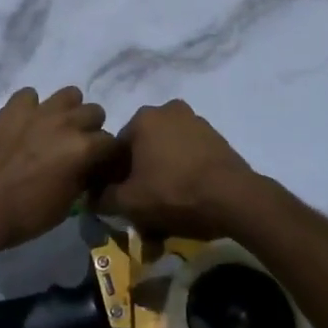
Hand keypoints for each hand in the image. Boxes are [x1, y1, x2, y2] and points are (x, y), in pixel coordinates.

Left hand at [0, 87, 115, 255]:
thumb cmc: (25, 216)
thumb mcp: (66, 205)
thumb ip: (83, 179)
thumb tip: (88, 169)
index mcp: (84, 149)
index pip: (113, 143)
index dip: (108, 156)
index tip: (100, 167)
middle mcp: (66, 123)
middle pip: (94, 112)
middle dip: (91, 130)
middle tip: (77, 148)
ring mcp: (38, 111)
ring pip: (69, 94)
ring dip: (67, 111)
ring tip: (54, 130)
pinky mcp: (11, 108)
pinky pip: (29, 95)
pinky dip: (30, 107)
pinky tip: (24, 125)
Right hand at [96, 100, 258, 238]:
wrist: (235, 199)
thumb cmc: (174, 192)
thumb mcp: (130, 202)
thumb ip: (104, 198)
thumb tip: (93, 198)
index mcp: (143, 118)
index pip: (115, 149)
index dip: (112, 178)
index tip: (117, 202)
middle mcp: (168, 111)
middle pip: (143, 153)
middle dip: (140, 182)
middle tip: (142, 212)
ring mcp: (196, 123)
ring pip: (167, 158)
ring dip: (161, 182)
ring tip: (165, 216)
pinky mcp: (217, 140)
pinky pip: (189, 160)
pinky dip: (183, 179)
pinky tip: (186, 205)